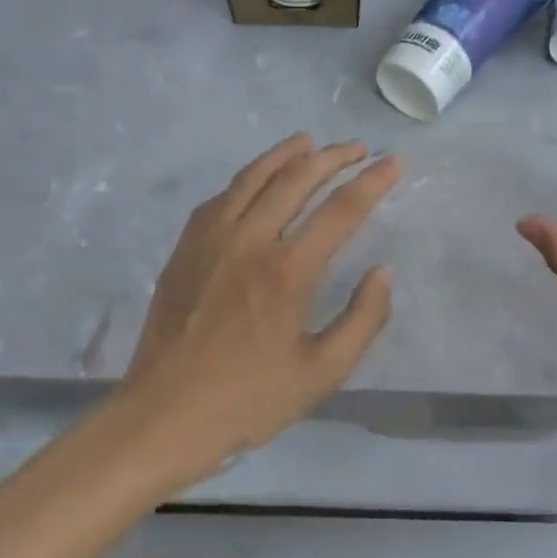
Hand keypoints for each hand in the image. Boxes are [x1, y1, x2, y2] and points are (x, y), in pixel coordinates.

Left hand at [113, 134, 399, 488]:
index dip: (372, 182)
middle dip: (334, 157)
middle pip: (297, 180)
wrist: (163, 416)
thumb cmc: (248, 400)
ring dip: (287, 154)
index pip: (341, 210)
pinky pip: (221, 197)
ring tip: (310, 141)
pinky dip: (247, 178)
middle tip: (359, 147)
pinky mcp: (185, 248)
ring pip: (254, 178)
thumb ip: (363, 319)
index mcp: (288, 271)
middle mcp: (250, 240)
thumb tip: (383, 272)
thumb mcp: (322, 373)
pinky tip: (257, 178)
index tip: (393, 162)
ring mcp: (211, 239)